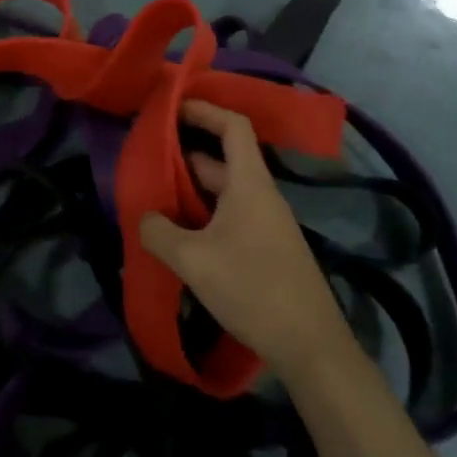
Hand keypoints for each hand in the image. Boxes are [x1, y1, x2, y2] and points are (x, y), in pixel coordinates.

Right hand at [141, 99, 354, 381]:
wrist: (311, 348)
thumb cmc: (253, 289)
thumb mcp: (193, 260)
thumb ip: (158, 233)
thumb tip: (144, 218)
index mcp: (250, 185)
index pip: (233, 127)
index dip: (205, 110)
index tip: (172, 108)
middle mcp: (260, 197)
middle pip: (222, 159)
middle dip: (184, 155)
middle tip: (146, 159)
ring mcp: (266, 224)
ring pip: (223, 192)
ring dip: (190, 190)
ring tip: (153, 197)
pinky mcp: (266, 250)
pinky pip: (229, 216)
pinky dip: (202, 215)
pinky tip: (179, 236)